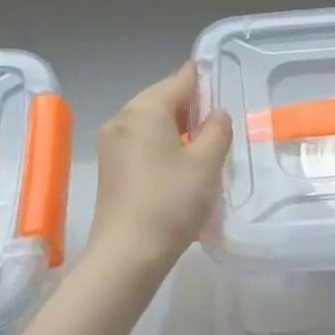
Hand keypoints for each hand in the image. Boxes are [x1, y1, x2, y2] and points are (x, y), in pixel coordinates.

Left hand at [85, 63, 231, 277]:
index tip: (225, 83)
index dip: (204, 79)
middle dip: (191, 107)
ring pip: (150, 122)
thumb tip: (216, 115)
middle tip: (220, 123)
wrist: (127, 255)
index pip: (180, 79)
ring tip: (204, 147)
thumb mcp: (207, 163)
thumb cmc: (171, 201)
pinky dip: (161, 145)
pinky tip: (180, 166)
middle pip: (162, 99)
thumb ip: (217, 130)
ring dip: (176, 128)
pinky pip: (140, 143)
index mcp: (145, 109)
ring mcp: (111, 144)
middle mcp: (122, 118)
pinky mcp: (109, 168)